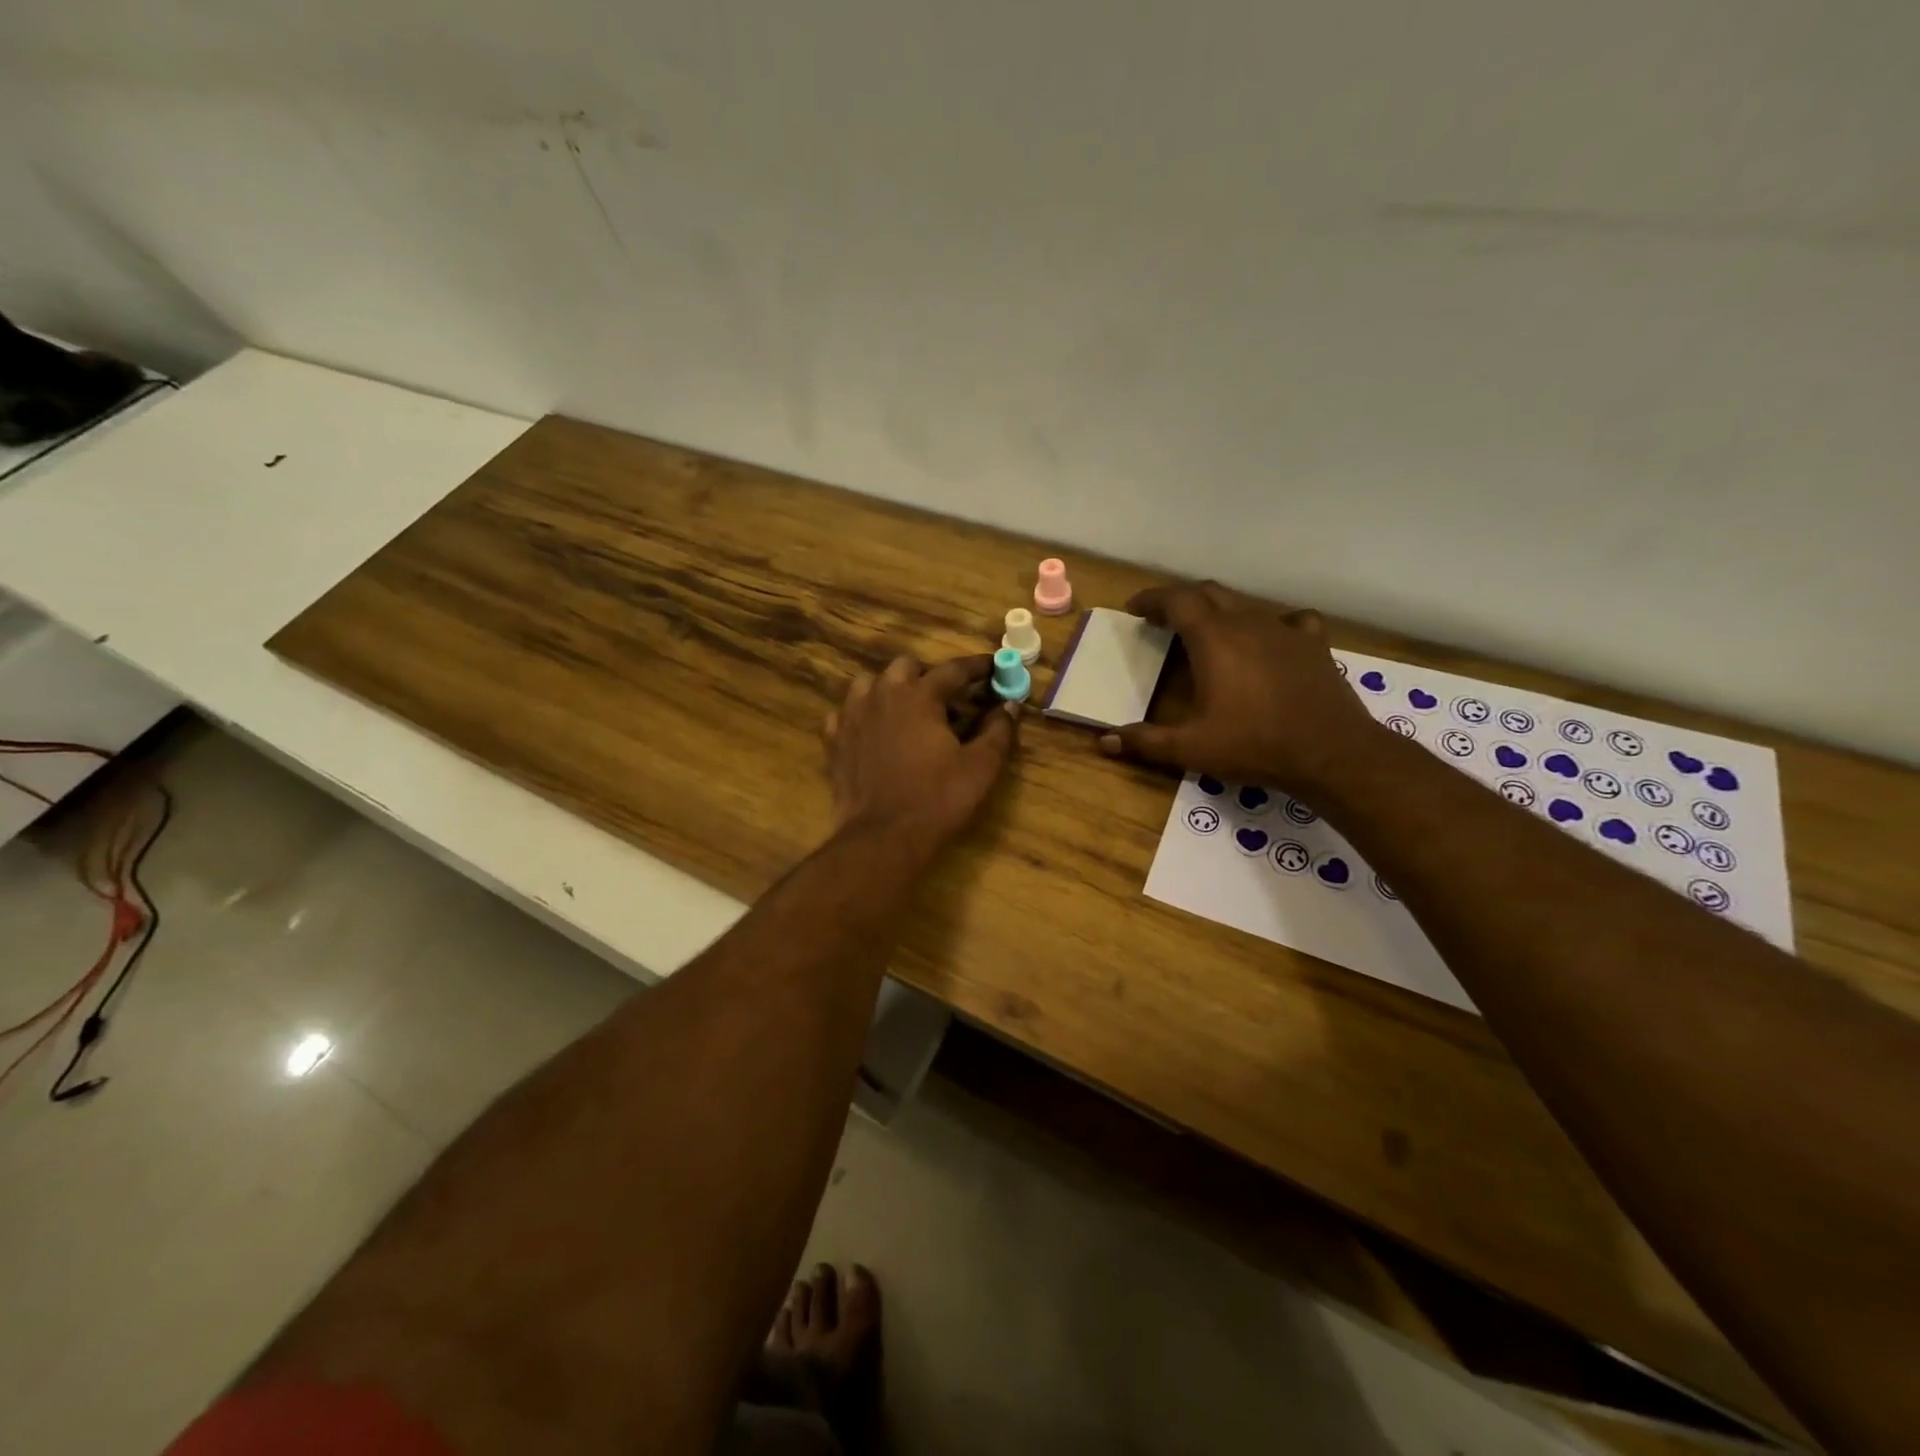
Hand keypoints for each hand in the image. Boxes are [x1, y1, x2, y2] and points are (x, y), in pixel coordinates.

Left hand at [825, 654, 1017, 855]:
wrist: (883, 837)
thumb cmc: (938, 800)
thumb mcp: (980, 767)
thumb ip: (998, 731)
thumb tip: (1010, 706)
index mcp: (919, 696)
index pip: (953, 669)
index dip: (977, 667)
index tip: (992, 666)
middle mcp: (882, 695)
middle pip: (906, 666)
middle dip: (928, 676)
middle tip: (946, 699)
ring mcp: (852, 715)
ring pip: (870, 684)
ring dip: (891, 689)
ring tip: (906, 711)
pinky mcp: (834, 740)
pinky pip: (846, 713)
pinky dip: (862, 715)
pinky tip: (873, 732)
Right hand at [1098, 581, 1380, 790]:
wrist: (1331, 752)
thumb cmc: (1254, 744)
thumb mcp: (1191, 748)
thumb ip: (1146, 742)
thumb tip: (1104, 742)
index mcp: (1214, 639)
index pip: (1178, 600)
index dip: (1153, 599)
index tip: (1135, 608)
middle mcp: (1248, 623)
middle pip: (1209, 594)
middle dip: (1182, 601)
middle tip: (1164, 619)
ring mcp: (1285, 630)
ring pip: (1246, 605)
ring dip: (1220, 611)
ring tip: (1207, 632)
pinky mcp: (1314, 644)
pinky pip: (1288, 621)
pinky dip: (1270, 625)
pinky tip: (1269, 640)